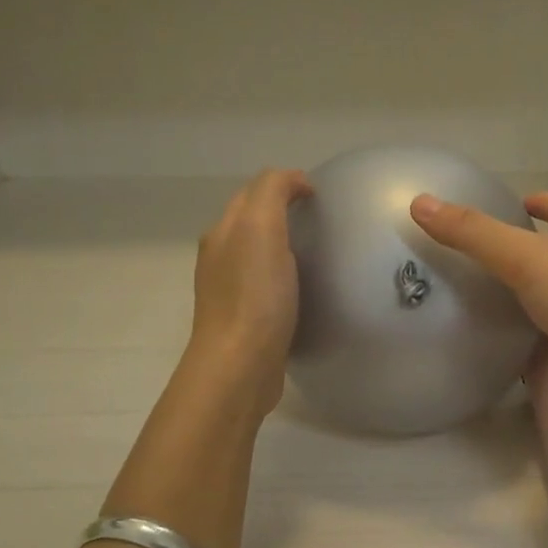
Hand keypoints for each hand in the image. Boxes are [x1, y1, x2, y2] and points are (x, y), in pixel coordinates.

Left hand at [186, 168, 311, 414]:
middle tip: (325, 223)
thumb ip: (272, 192)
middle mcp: (221, 258)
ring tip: (321, 256)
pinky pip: (268, 288)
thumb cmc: (254, 296)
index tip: (322, 197)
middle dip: (284, 214)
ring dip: (285, 249)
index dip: (286, 185)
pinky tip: (307, 292)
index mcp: (223, 233)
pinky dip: (286, 280)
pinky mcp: (247, 322)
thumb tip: (294, 181)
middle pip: (253, 224)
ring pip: (260, 257)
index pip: (253, 193)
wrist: (240, 366)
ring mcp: (231, 293)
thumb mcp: (261, 228)